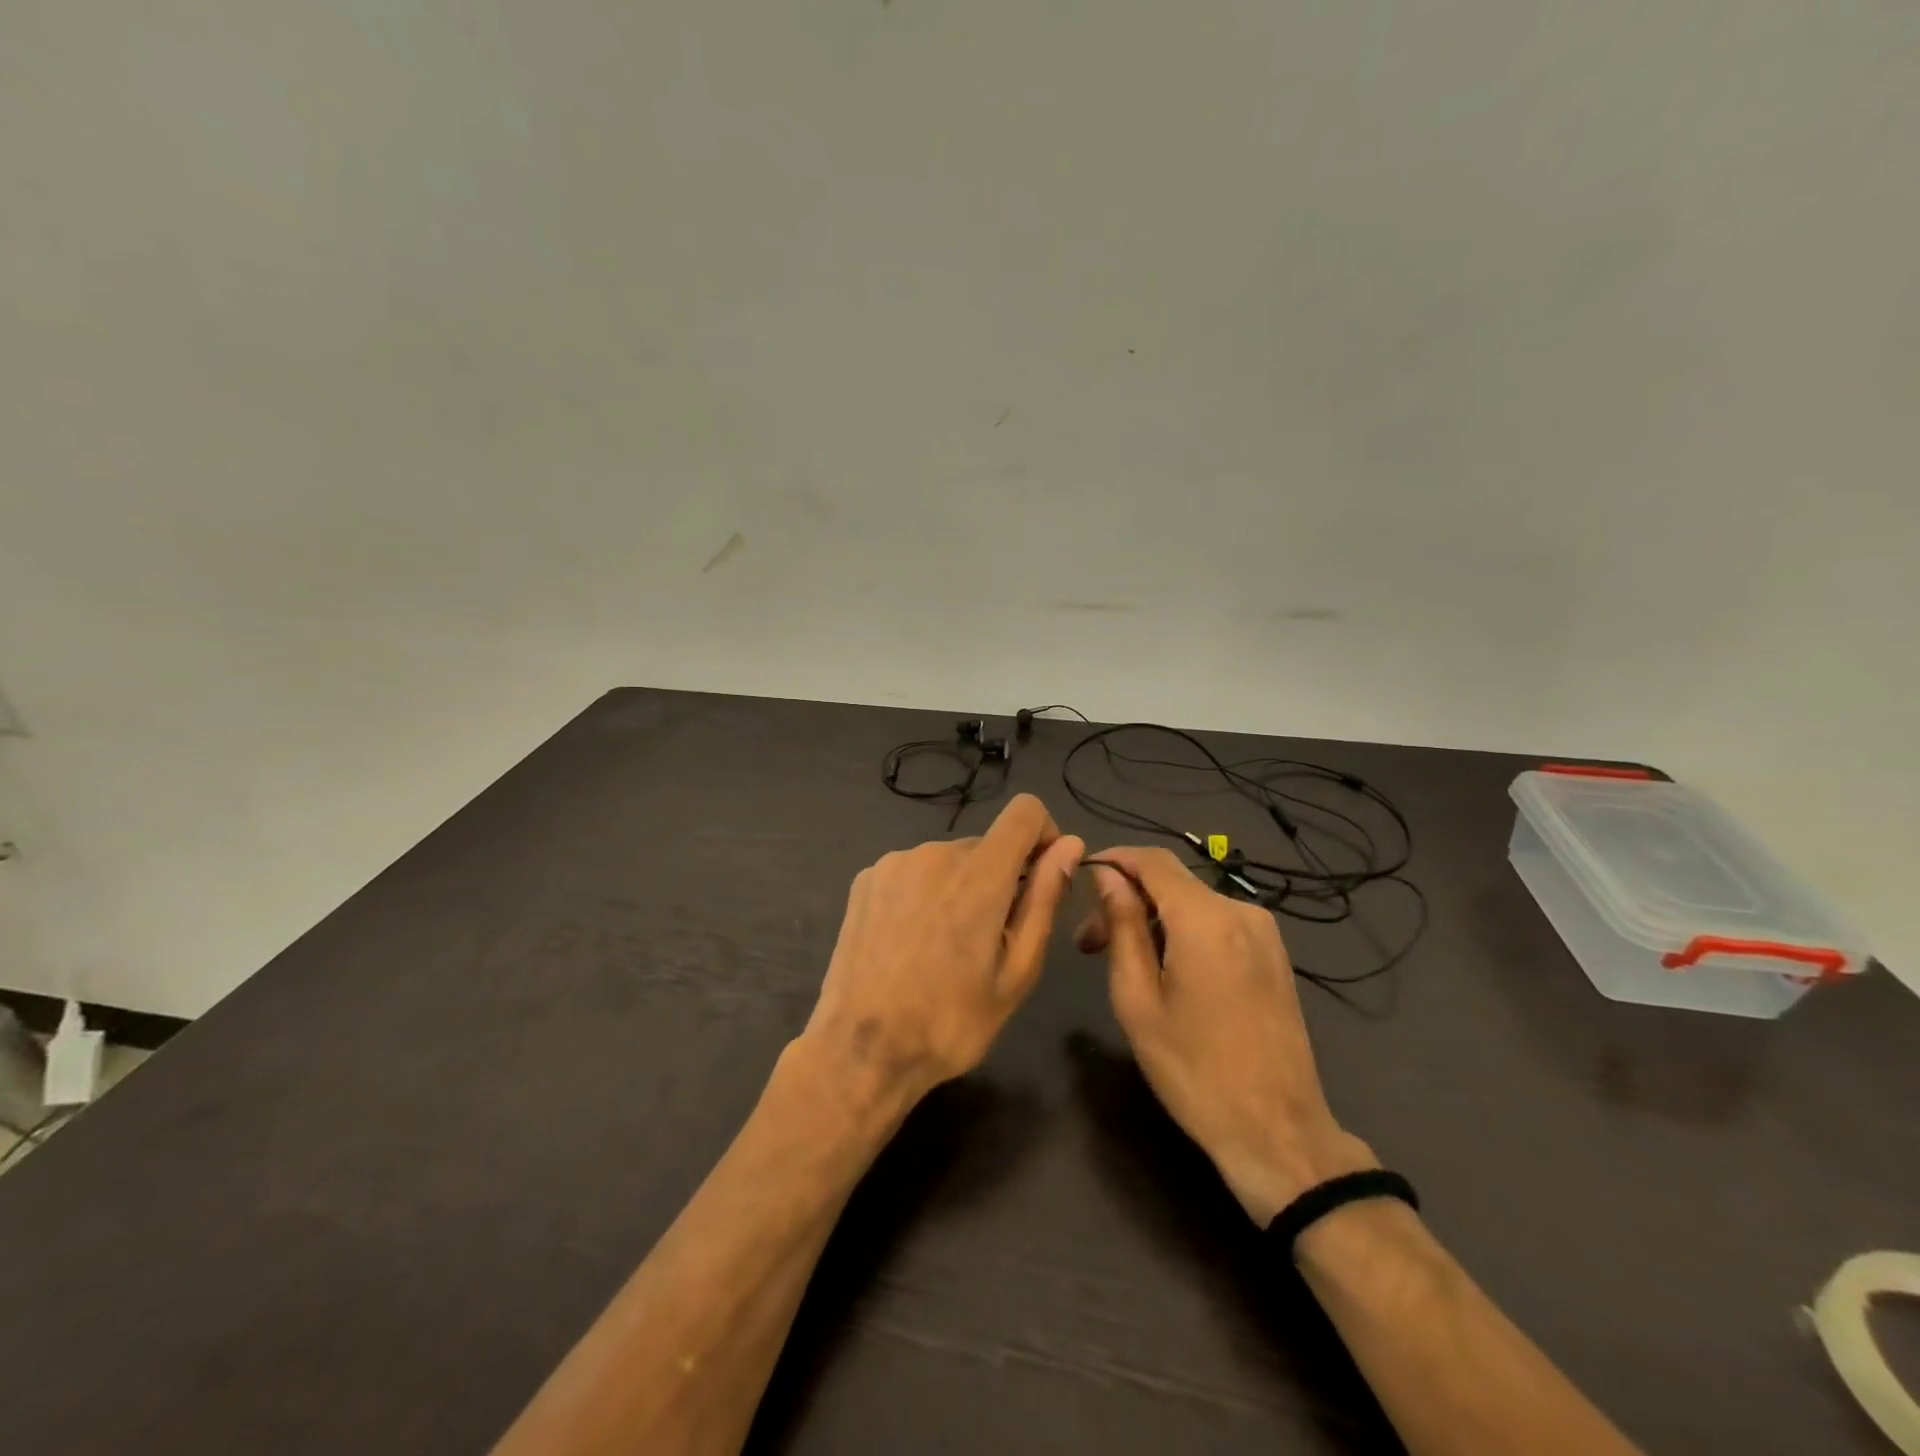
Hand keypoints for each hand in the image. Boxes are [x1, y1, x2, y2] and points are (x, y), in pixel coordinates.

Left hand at [802, 794, 1084, 1113]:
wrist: (862, 1050)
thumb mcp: (1016, 971)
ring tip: (944, 948)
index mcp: (979, 874)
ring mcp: (894, 863)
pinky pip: (914, 871)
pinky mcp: (866, 878)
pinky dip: (925, 893)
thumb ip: (1045, 899)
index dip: (1044, 834)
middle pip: (987, 845)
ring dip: (960, 888)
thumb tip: (1070, 845)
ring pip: (949, 860)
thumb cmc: (951, 1022)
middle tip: (989, 942)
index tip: (1041, 877)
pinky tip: (911, 941)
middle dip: (1000, 879)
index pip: (1024, 811)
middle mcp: (934, 853)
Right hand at [1077, 847, 1376, 1225]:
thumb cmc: (1193, 1070)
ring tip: (1124, 963)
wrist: (1276, 1133)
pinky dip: (1183, 933)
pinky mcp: (1274, 955)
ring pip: (1193, 903)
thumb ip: (1122, 926)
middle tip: (1088, 945)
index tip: (1079, 879)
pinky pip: (1217, 924)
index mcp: (1206, 919)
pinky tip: (1166, 971)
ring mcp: (1264, 932)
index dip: (1113, 860)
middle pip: (1171, 882)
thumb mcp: (1137, 998)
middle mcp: (1241, 911)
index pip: (1152, 860)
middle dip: (1126, 900)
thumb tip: (1107, 876)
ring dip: (1153, 920)